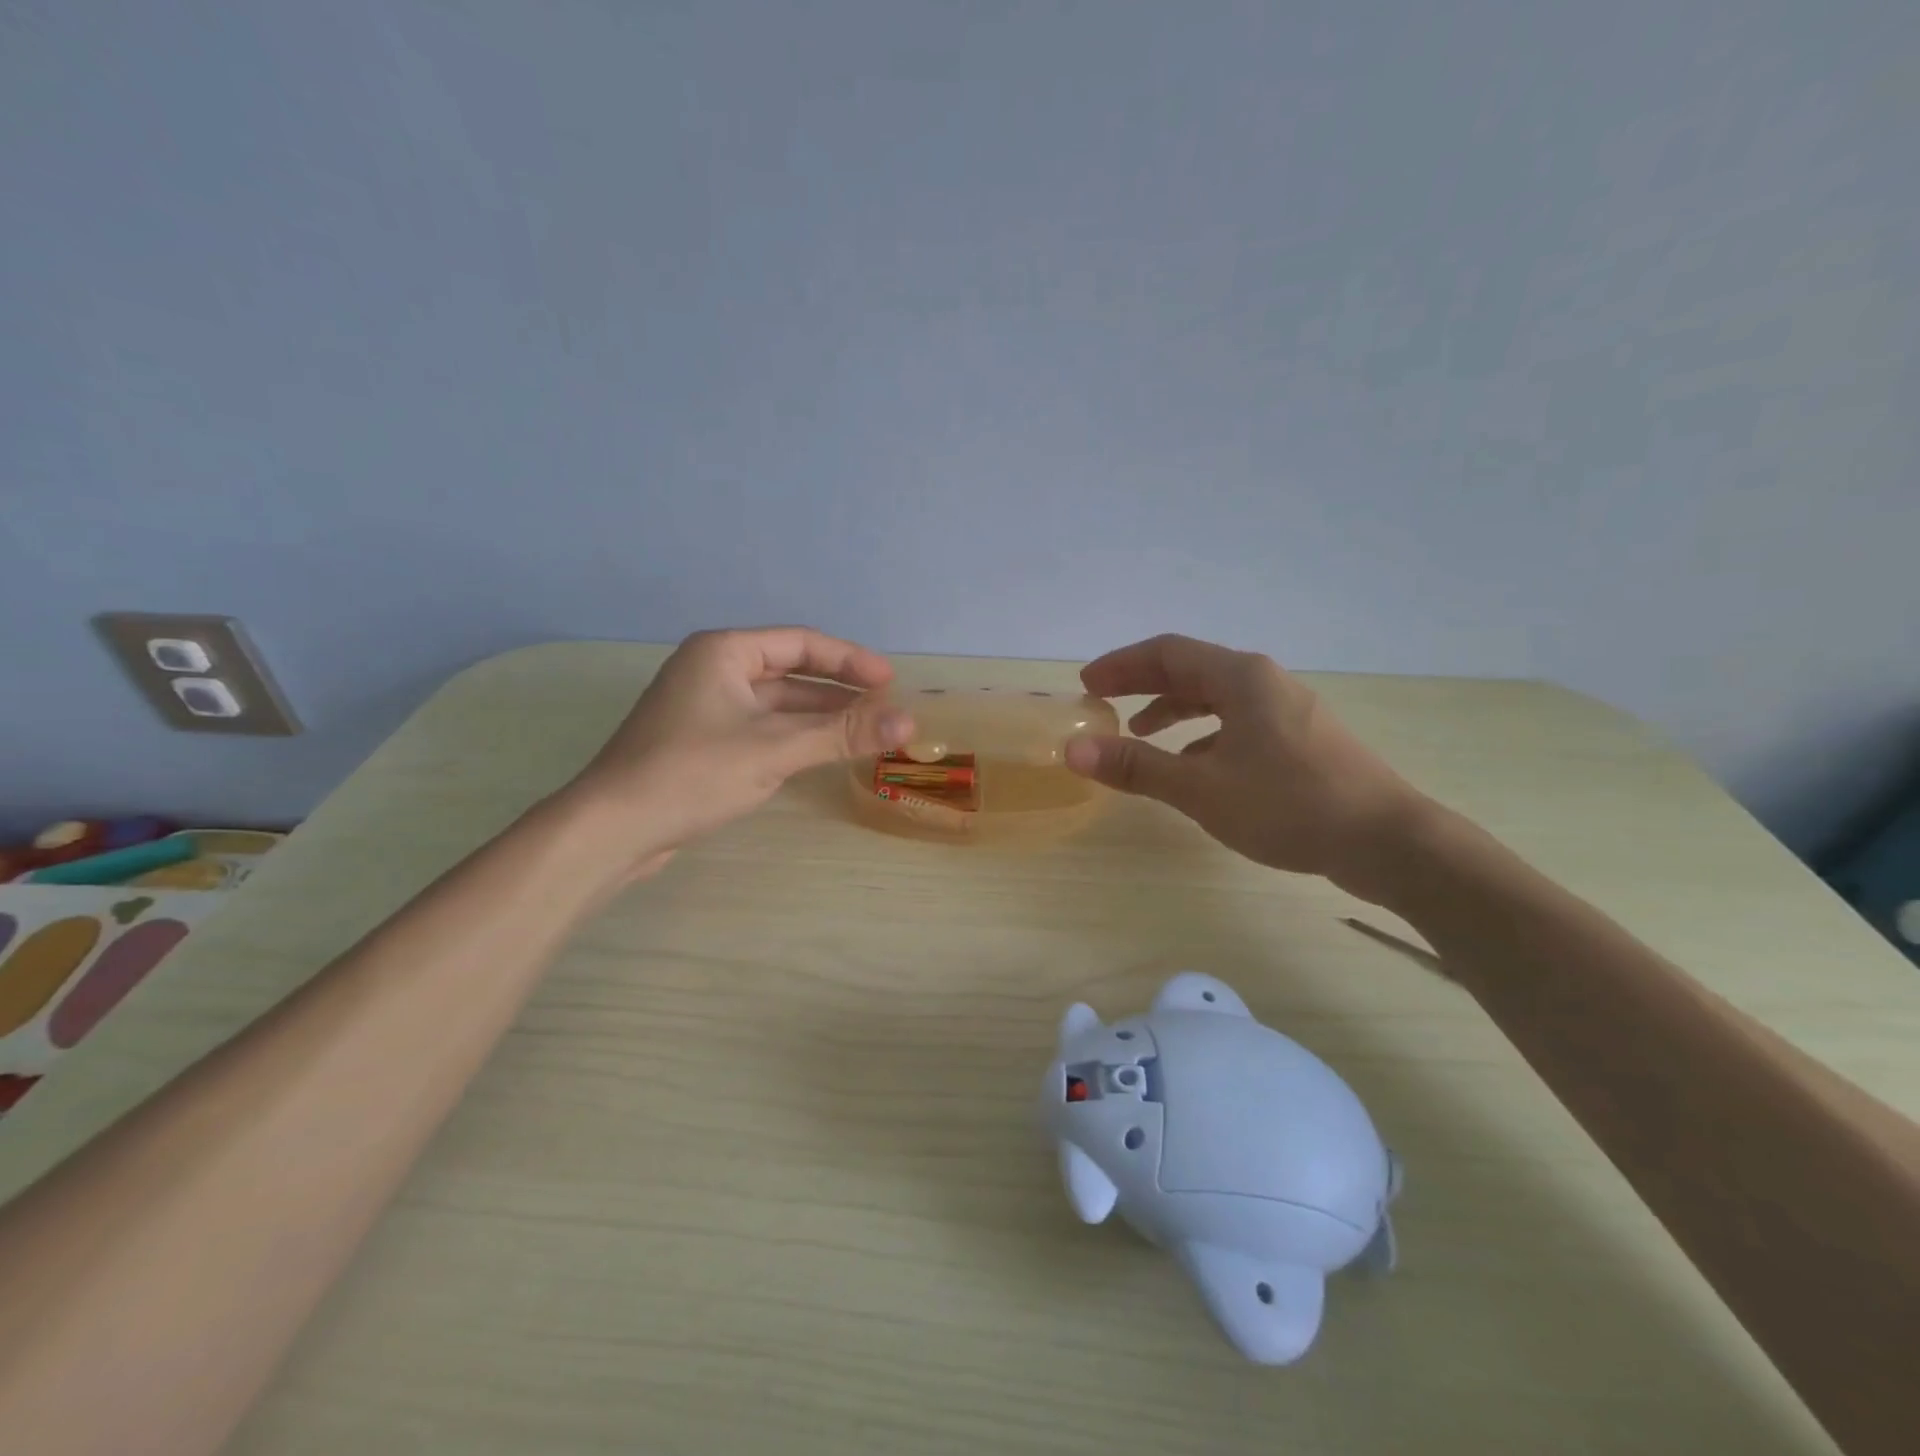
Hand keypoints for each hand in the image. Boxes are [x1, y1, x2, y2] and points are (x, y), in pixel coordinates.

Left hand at [561, 627, 912, 880]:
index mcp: (724, 652)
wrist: (612, 827)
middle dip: (837, 689)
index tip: (890, 681)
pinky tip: (821, 751)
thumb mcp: (775, 749)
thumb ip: (842, 733)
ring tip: (864, 731)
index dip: (850, 659)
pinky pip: (760, 727)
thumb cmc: (693, 773)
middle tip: (884, 707)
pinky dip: (794, 735)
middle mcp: (713, 670)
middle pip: (790, 671)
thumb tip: (909, 723)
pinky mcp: (701, 741)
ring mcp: (704, 707)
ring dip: (818, 715)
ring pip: (776, 703)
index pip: (801, 643)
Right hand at [1063, 634, 1430, 896]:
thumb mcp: (1201, 788)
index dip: (1120, 665)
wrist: (1387, 841)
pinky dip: (1204, 733)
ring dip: (1173, 709)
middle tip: (1103, 702)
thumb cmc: (1288, 805)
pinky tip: (1194, 765)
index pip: (1166, 653)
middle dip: (1142, 684)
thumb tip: (1074, 749)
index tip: (1086, 685)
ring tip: (1141, 733)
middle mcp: (1264, 681)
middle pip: (1191, 669)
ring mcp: (1288, 709)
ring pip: (1216, 697)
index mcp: (1240, 677)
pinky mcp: (1302, 739)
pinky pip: (1238, 721)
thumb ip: (1137, 766)